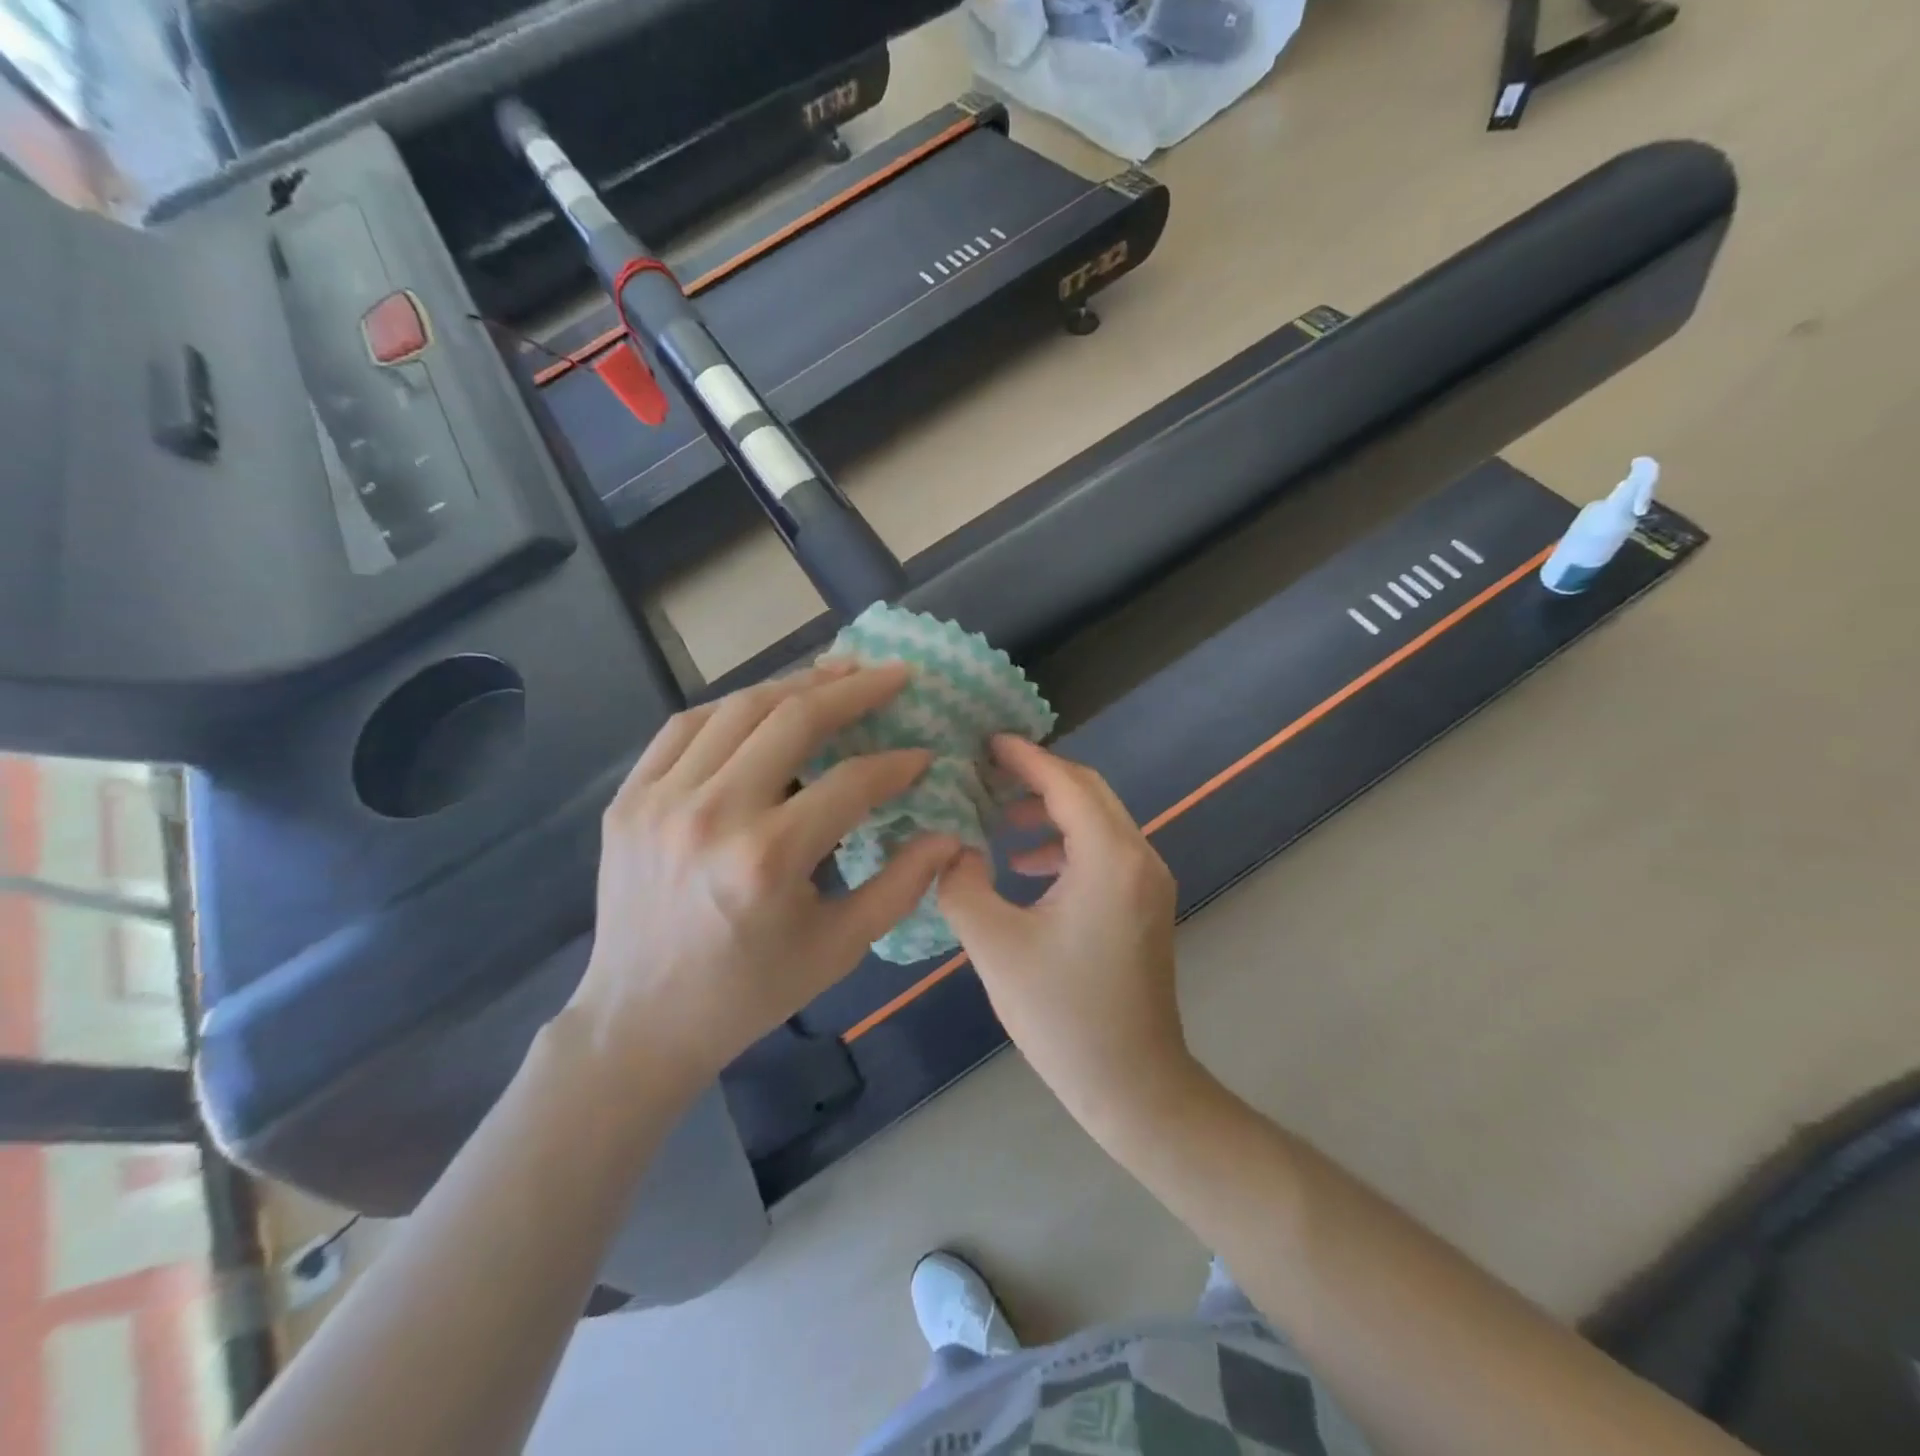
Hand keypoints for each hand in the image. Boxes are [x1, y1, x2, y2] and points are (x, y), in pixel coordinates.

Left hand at [572, 662, 960, 1091]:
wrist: (639, 1021)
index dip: (897, 765)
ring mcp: (660, 800)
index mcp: (767, 859)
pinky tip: (766, 702)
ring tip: (838, 671)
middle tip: (894, 673)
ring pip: (738, 709)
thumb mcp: (838, 949)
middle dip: (853, 689)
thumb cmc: (750, 991)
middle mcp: (712, 814)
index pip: (850, 783)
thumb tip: (949, 835)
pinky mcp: (630, 798)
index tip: (924, 756)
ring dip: (796, 684)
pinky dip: (733, 706)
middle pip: (792, 719)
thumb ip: (900, 886)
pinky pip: (685, 726)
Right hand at [937, 737, 1193, 1129]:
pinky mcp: (1144, 903)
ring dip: (1050, 810)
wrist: (1133, 1084)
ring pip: (1097, 819)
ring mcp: (1148, 881)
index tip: (986, 741)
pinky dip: (1064, 843)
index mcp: (1108, 858)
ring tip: (998, 820)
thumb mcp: (995, 946)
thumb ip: (962, 883)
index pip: (1066, 783)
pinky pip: (1103, 850)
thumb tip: (952, 848)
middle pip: (1088, 792)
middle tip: (985, 772)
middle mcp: (1138, 857)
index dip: (1025, 758)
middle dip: (1037, 776)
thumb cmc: (1062, 1015)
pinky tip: (1025, 867)